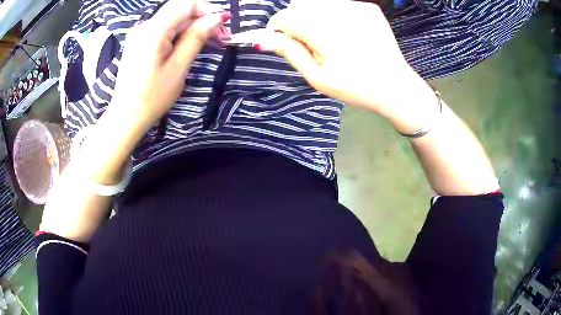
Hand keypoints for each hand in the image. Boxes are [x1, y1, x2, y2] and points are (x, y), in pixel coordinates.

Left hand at [109, 0, 229, 131]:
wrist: (126, 117)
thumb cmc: (152, 97)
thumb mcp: (178, 68)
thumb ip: (196, 38)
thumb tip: (216, 18)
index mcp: (153, 31)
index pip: (185, 4)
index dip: (206, 9)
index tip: (222, 24)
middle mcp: (144, 26)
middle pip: (179, 10)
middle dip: (201, 18)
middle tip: (219, 36)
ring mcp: (140, 33)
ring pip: (172, 19)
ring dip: (191, 27)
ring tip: (207, 42)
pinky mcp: (139, 41)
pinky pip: (163, 29)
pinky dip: (178, 33)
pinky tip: (187, 45)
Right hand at [254, 0, 437, 133]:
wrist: (396, 86)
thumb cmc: (354, 87)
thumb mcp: (317, 77)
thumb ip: (290, 52)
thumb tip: (262, 39)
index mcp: (323, 31)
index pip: (283, 17)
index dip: (278, 30)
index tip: (286, 44)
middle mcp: (338, 12)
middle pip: (299, 7)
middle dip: (297, 23)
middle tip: (314, 45)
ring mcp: (356, 6)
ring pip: (318, 3)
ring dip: (315, 17)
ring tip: (331, 39)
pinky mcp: (368, 7)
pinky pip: (339, 4)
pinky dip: (334, 15)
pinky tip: (347, 33)